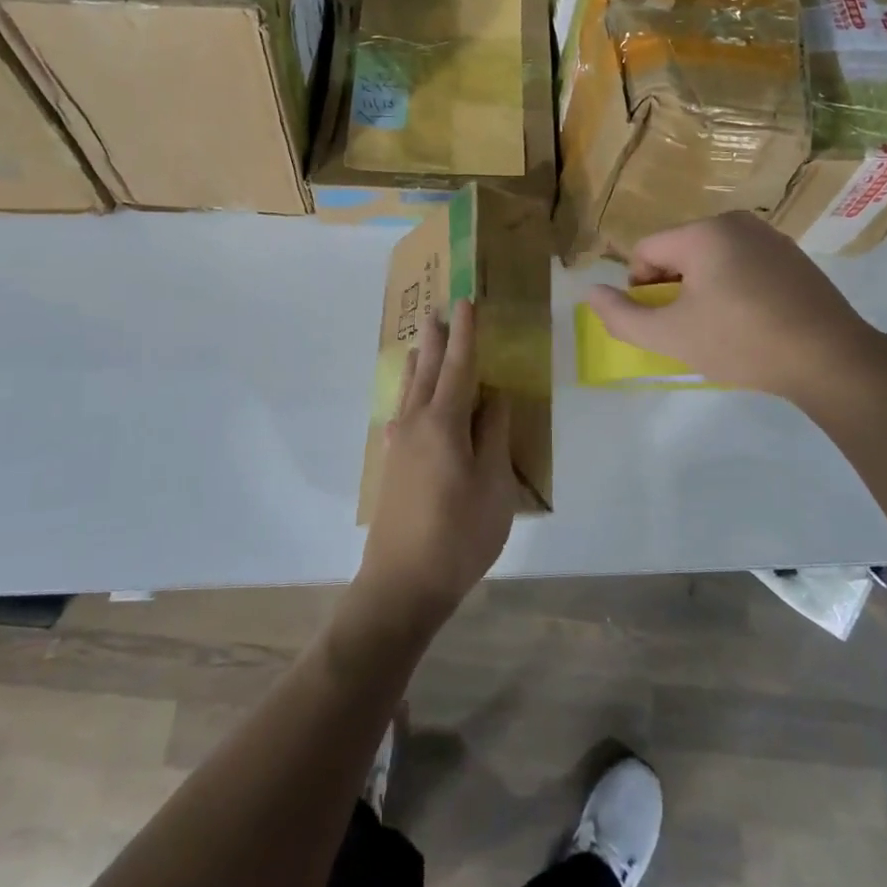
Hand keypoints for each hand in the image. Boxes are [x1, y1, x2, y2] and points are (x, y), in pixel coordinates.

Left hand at [355, 299, 516, 629]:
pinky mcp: (392, 466)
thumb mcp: (494, 484)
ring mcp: (398, 445)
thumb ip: (494, 435)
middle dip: (437, 341)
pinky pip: (402, 414)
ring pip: (409, 392)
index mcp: (444, 423)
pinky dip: (410, 395)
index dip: (466, 334)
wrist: (402, 584)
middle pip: (428, 372)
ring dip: (419, 364)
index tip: (467, 303)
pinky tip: (407, 405)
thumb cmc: (459, 534)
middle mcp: (415, 424)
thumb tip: (495, 396)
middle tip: (439, 312)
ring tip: (421, 344)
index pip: (459, 367)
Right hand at [584, 212, 886, 400]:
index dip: (642, 290)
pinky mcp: (792, 255)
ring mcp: (769, 236)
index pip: (646, 252)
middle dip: (673, 290)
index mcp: (703, 232)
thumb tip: (591, 292)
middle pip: (678, 252)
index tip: (663, 323)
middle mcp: (735, 221)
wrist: (830, 359)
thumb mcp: (671, 337)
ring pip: (710, 259)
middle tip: (692, 329)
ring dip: (702, 290)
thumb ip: (622, 316)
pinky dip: (733, 288)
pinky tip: (750, 320)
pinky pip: (742, 264)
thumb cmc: (742, 343)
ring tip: (721, 328)